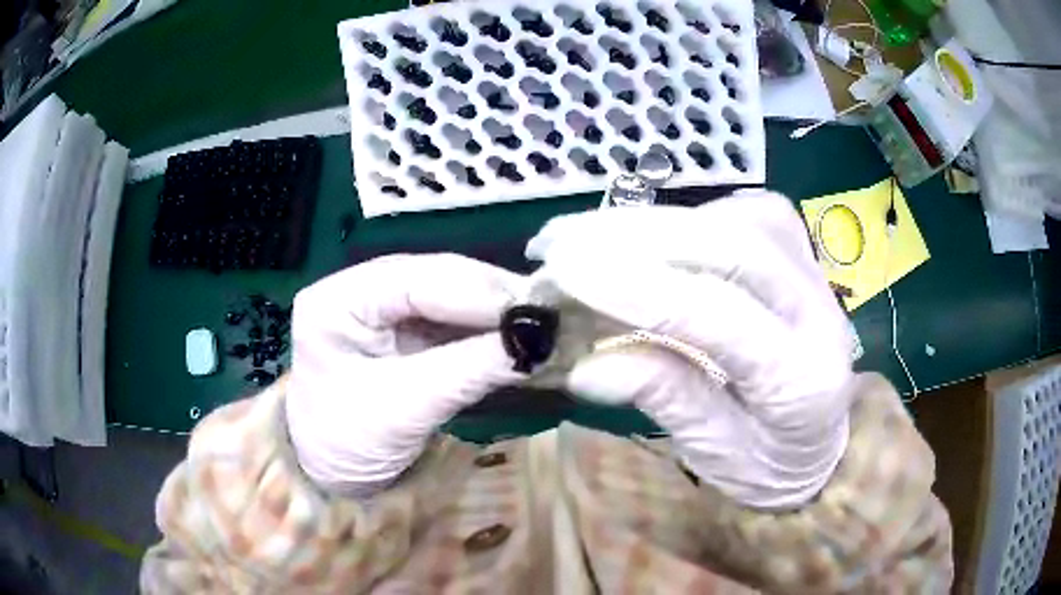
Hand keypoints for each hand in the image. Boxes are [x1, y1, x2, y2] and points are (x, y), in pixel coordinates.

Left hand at [285, 254, 524, 496]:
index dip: (477, 291)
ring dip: (495, 310)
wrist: (334, 474)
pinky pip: (451, 318)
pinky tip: (517, 332)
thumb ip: (469, 370)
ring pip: (449, 294)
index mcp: (337, 299)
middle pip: (434, 277)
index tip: (534, 309)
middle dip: (492, 296)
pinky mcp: (403, 328)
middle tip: (548, 312)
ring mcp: (381, 306)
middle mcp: (358, 289)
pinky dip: (486, 328)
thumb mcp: (407, 407)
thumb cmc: (350, 444)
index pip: (414, 279)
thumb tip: (537, 341)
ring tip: (542, 320)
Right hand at [526, 191, 854, 508]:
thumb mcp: (715, 454)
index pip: (720, 316)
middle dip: (636, 236)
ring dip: (656, 222)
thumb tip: (585, 367)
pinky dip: (690, 218)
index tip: (563, 269)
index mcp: (801, 379)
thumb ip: (664, 400)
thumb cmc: (770, 463)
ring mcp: (815, 272)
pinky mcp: (801, 253)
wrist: (823, 443)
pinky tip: (652, 236)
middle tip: (559, 242)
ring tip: (587, 237)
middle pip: (732, 246)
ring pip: (738, 218)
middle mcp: (819, 311)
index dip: (638, 286)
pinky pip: (744, 213)